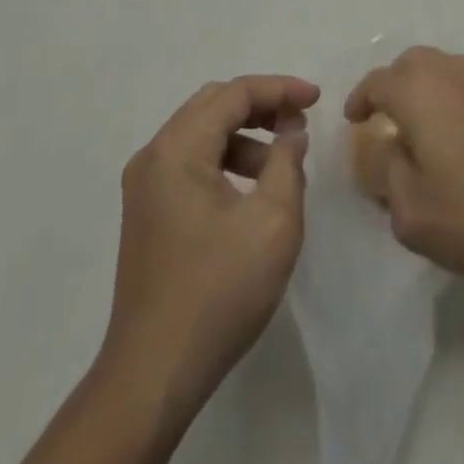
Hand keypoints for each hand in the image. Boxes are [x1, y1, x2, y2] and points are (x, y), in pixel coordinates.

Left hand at [106, 74, 318, 417]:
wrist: (153, 375)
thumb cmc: (219, 292)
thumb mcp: (273, 221)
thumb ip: (287, 162)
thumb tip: (291, 131)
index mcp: (177, 149)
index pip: (234, 93)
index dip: (279, 89)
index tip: (317, 99)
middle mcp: (154, 156)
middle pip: (213, 105)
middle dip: (261, 106)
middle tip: (300, 122)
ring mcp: (145, 186)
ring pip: (201, 133)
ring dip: (245, 135)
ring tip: (283, 164)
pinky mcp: (147, 212)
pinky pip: (191, 162)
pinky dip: (226, 160)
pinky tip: (253, 191)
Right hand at [345, 47, 463, 282]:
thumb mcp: (411, 212)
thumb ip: (386, 174)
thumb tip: (385, 149)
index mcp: (420, 91)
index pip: (378, 81)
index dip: (361, 99)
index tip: (355, 120)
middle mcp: (453, 72)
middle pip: (413, 63)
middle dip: (394, 84)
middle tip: (388, 118)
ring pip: (447, 68)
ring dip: (429, 88)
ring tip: (427, 126)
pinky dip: (459, 99)